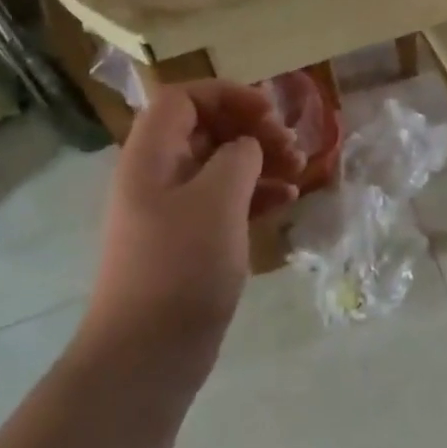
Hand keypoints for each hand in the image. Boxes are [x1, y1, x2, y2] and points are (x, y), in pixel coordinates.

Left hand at [84, 83, 304, 386]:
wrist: (147, 353)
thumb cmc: (180, 267)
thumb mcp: (217, 200)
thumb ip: (238, 156)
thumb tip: (247, 147)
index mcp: (151, 155)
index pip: (183, 98)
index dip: (227, 94)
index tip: (269, 112)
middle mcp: (157, 175)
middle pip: (206, 128)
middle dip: (251, 128)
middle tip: (290, 146)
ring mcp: (173, 210)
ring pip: (220, 165)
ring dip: (260, 160)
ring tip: (299, 172)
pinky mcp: (190, 240)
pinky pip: (226, 199)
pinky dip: (256, 193)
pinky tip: (287, 199)